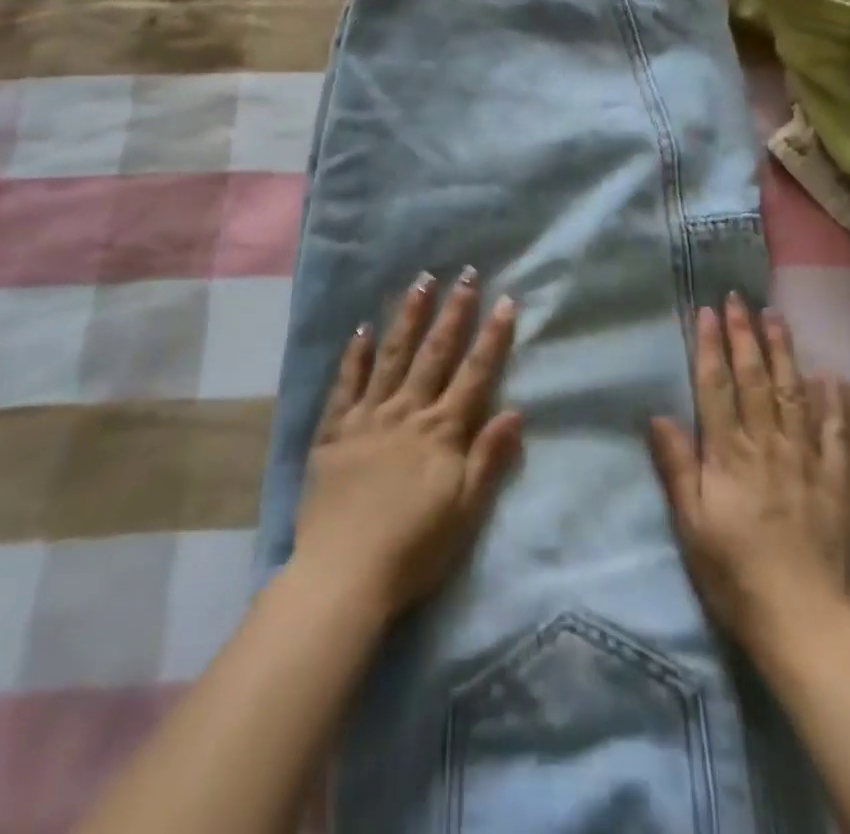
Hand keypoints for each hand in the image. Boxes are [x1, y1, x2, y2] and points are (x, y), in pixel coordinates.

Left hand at [293, 268, 524, 619]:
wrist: (344, 576)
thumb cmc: (415, 549)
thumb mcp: (466, 511)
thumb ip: (489, 458)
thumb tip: (515, 410)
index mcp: (442, 431)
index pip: (474, 373)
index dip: (492, 337)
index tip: (505, 300)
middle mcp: (407, 412)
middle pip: (435, 353)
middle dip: (453, 312)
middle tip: (464, 273)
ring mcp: (368, 417)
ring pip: (392, 356)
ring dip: (408, 318)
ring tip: (420, 282)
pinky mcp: (334, 431)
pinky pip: (346, 385)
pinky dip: (355, 356)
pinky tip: (362, 329)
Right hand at [649, 294, 849, 649]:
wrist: (803, 620)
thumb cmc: (734, 573)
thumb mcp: (690, 524)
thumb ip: (677, 466)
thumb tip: (658, 414)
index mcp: (728, 454)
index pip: (716, 387)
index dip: (710, 346)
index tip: (707, 311)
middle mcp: (767, 444)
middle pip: (754, 379)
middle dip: (745, 335)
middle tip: (740, 299)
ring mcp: (805, 458)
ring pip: (793, 393)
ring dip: (784, 352)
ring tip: (777, 317)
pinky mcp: (836, 480)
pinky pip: (836, 432)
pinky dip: (834, 402)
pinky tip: (830, 375)